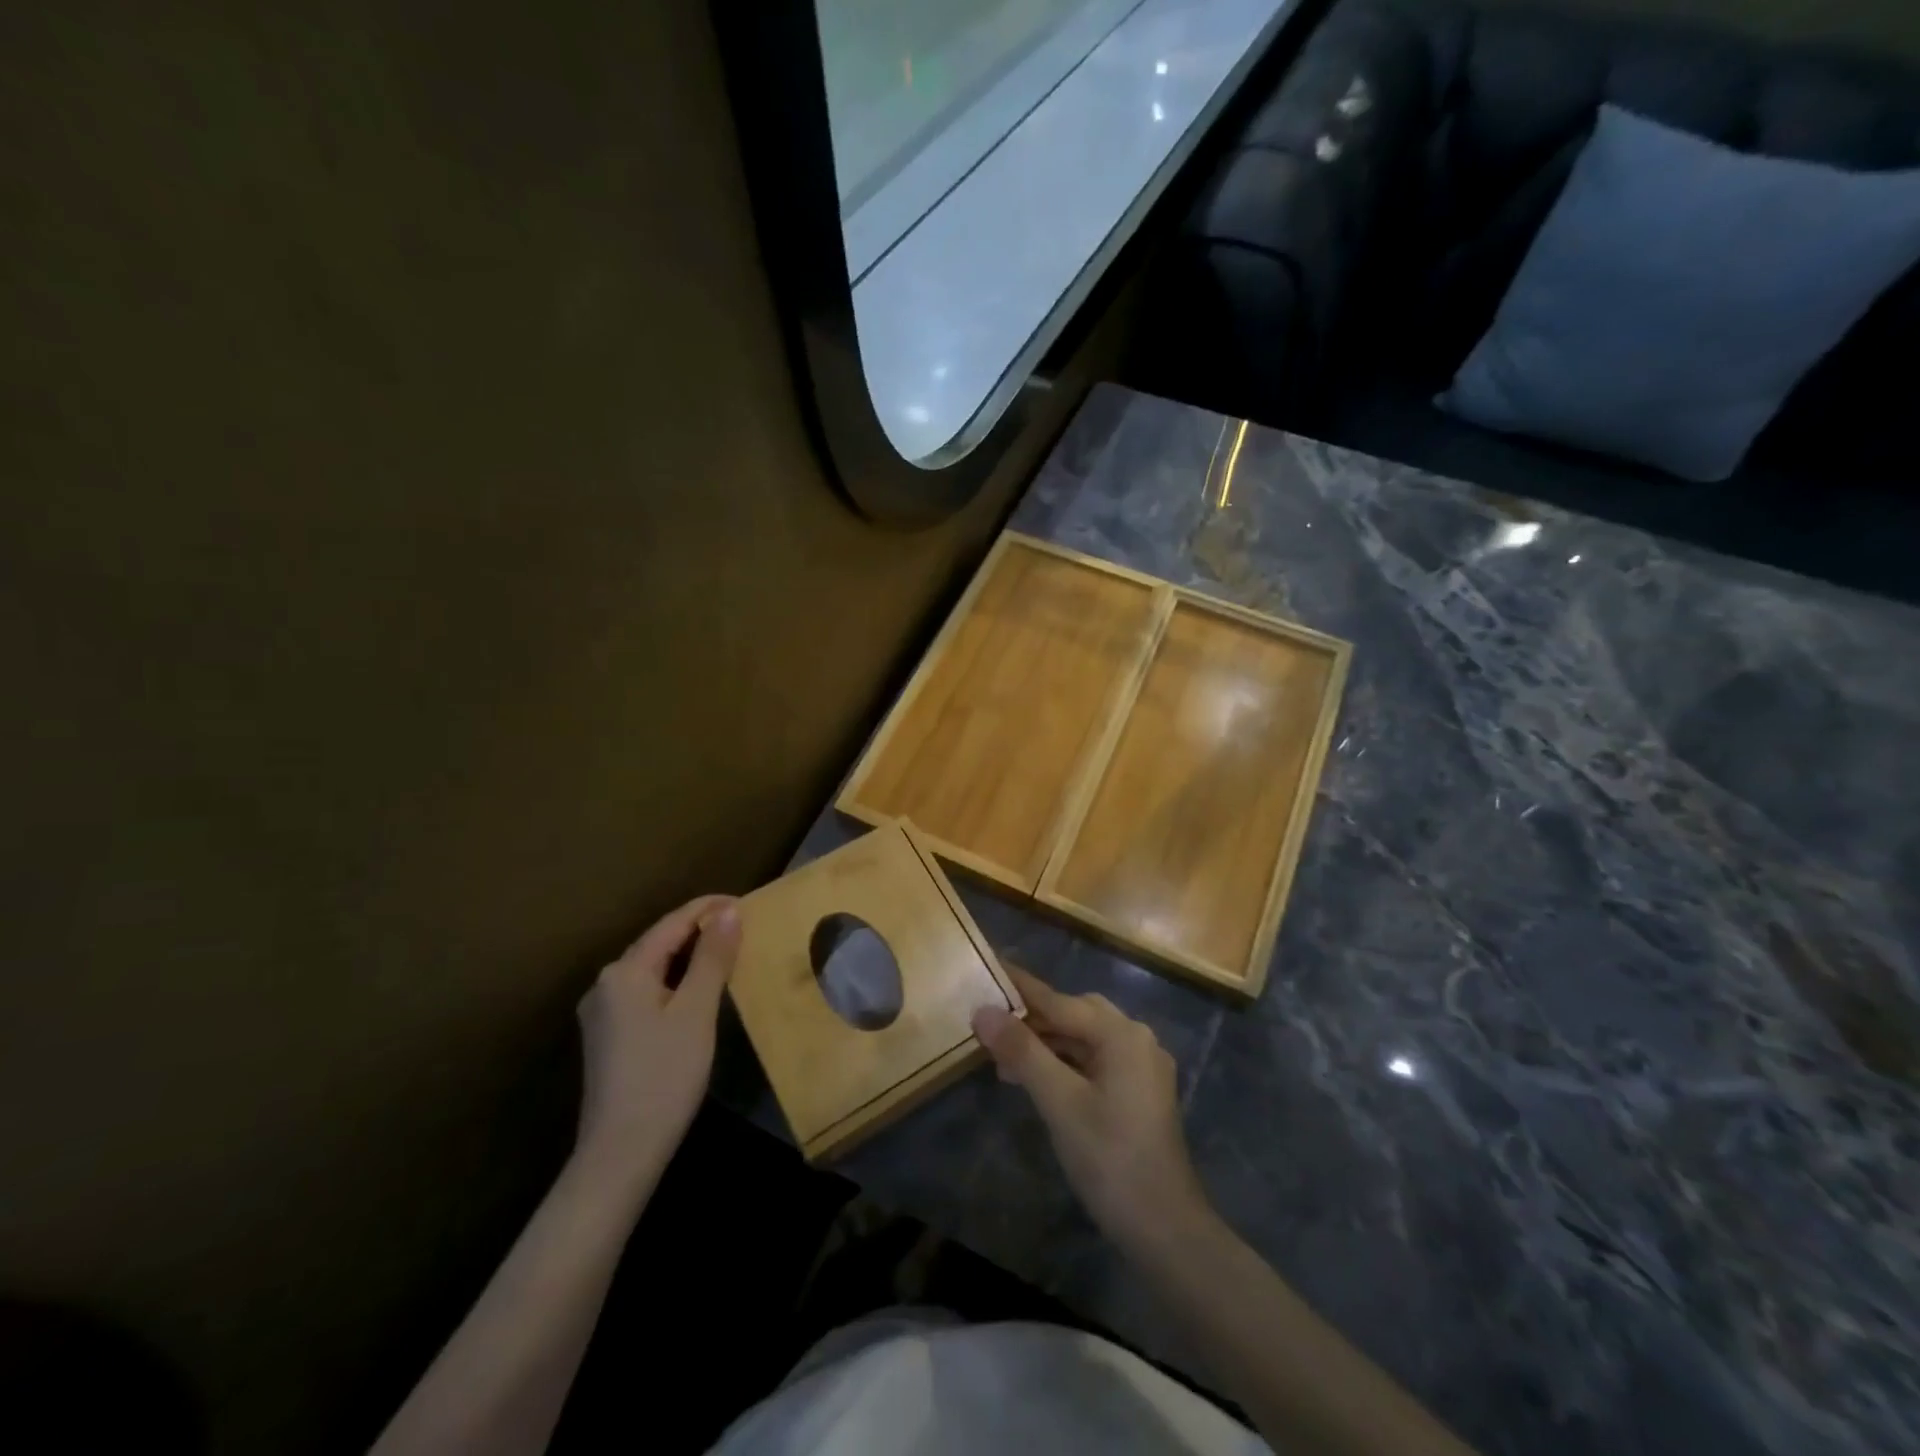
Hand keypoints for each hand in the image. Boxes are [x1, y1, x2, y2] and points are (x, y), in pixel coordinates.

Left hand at [574, 895, 740, 1185]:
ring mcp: (603, 1013)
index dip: (708, 909)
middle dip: (699, 931)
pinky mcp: (609, 1037)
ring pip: (653, 969)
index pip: (672, 924)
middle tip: (742, 926)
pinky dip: (675, 981)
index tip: (744, 901)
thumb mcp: (696, 1011)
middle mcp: (606, 984)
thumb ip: (712, 958)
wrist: (620, 1153)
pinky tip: (697, 990)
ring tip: (727, 952)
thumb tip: (729, 912)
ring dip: (689, 956)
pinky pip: (647, 992)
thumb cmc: (664, 1075)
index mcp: (624, 971)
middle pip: (659, 944)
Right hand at [973, 966, 1210, 1252]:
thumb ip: (1022, 1051)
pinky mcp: (1141, 1094)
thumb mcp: (1059, 1102)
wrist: (1166, 1230)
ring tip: (1005, 1058)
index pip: (1060, 1001)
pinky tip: (1039, 1079)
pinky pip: (1096, 1061)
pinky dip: (1066, 1063)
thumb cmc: (1110, 1159)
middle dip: (1034, 1018)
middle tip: (993, 1024)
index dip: (1022, 987)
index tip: (991, 965)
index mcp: (1122, 1034)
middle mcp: (1137, 1040)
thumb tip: (983, 1010)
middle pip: (1076, 1014)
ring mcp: (1143, 1068)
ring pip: (1085, 1039)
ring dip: (1048, 1044)